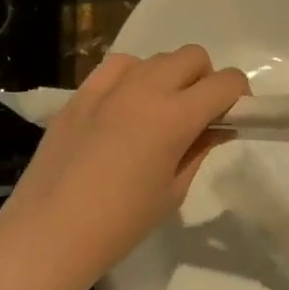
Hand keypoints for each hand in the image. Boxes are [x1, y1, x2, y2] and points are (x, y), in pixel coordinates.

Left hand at [0, 45, 248, 289]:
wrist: (50, 232)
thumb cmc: (121, 222)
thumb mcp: (173, 191)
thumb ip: (199, 149)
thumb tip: (215, 127)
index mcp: (175, 116)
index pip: (225, 82)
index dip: (238, 95)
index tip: (233, 116)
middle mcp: (145, 89)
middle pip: (192, 57)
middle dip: (205, 79)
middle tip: (197, 115)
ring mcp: (108, 87)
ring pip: (155, 58)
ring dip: (168, 77)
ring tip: (157, 112)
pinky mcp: (80, 94)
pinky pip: (117, 67)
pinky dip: (133, 77)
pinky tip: (124, 106)